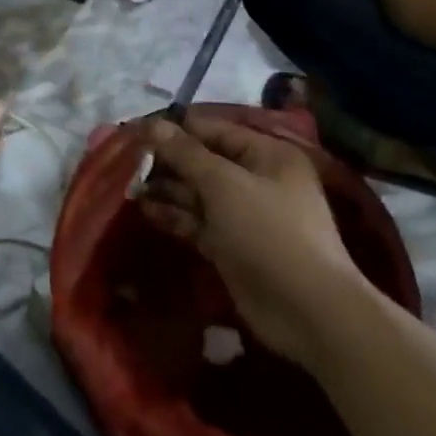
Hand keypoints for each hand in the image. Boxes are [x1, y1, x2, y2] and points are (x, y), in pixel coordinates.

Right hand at [136, 112, 374, 365]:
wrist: (308, 312)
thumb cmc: (269, 232)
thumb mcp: (224, 184)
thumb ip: (185, 153)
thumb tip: (151, 124)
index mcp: (266, 154)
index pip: (213, 130)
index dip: (175, 129)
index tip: (136, 131)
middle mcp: (257, 179)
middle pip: (204, 161)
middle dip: (167, 160)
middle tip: (127, 161)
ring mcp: (245, 215)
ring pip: (198, 193)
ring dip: (167, 189)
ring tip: (130, 186)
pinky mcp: (232, 246)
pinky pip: (198, 222)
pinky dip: (175, 215)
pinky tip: (145, 210)